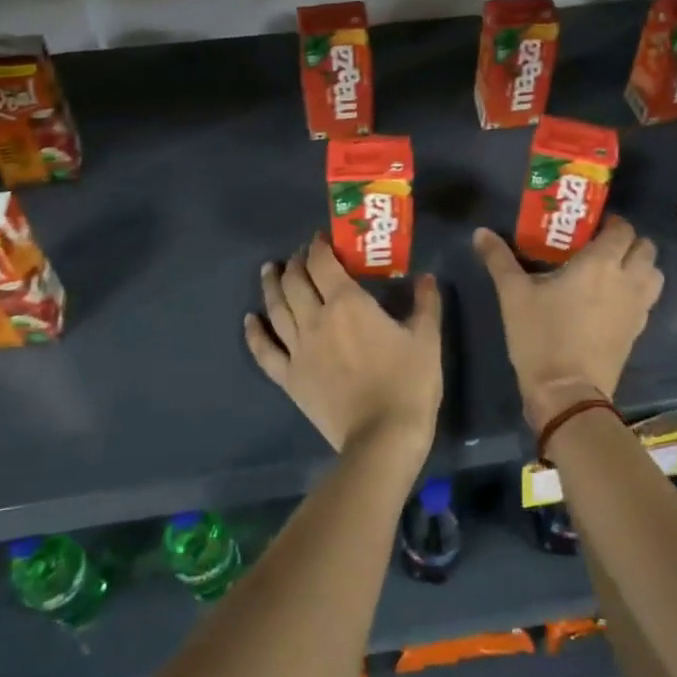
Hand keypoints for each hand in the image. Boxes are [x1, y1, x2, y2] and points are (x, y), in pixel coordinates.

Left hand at [244, 234, 442, 456]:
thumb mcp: (427, 338)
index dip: (318, 246)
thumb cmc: (408, 384)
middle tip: (300, 255)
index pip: (322, 263)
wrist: (382, 438)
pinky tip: (249, 320)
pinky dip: (254, 333)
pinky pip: (264, 351)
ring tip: (268, 271)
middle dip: (296, 262)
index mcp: (347, 303)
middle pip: (295, 281)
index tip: (321, 238)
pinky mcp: (289, 378)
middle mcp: (315, 319)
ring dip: (271, 285)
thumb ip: (425, 303)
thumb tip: (426, 277)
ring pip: (276, 309)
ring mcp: (298, 349)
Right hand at [473, 215, 663, 429]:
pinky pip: (647, 300)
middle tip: (600, 247)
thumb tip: (480, 232)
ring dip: (639, 266)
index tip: (589, 227)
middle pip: (646, 248)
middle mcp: (627, 280)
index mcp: (600, 263)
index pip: (622, 229)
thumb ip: (498, 259)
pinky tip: (611, 300)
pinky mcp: (637, 332)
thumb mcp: (513, 295)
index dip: (610, 223)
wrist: (567, 393)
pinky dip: (637, 292)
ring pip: (654, 274)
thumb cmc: (541, 336)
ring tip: (612, 271)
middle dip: (628, 242)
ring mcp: (637, 308)